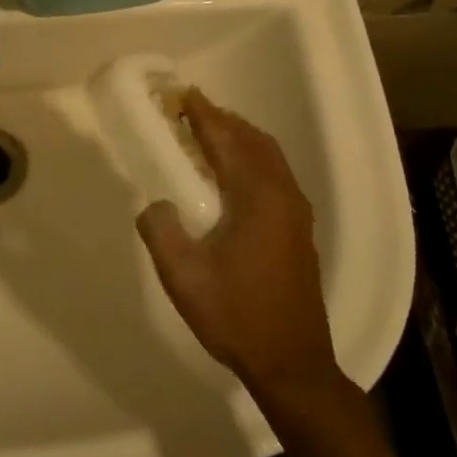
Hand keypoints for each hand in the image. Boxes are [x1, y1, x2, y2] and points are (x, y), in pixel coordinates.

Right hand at [135, 90, 339, 398]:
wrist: (291, 363)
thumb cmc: (235, 315)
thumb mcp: (183, 275)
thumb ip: (161, 229)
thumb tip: (157, 204)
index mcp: (257, 198)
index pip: (226, 141)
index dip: (203, 114)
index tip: (181, 93)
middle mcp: (283, 196)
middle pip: (253, 141)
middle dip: (222, 120)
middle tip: (188, 112)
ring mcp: (296, 213)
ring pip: (268, 157)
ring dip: (238, 138)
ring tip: (206, 136)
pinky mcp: (298, 230)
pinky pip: (274, 174)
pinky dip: (251, 159)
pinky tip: (229, 176)